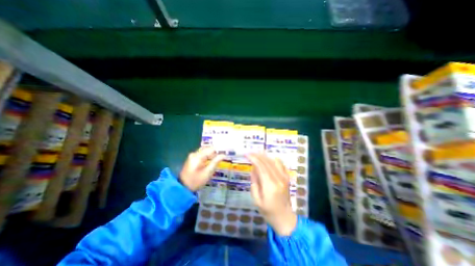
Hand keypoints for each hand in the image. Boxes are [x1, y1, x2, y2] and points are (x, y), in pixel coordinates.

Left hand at [179, 147, 224, 190]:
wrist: (183, 188)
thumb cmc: (196, 181)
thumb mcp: (208, 172)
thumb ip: (215, 162)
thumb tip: (223, 155)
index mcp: (198, 156)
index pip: (211, 149)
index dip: (219, 150)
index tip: (226, 152)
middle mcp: (194, 153)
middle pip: (207, 148)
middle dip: (216, 151)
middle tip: (223, 155)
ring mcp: (192, 156)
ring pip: (205, 151)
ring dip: (212, 154)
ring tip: (219, 158)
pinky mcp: (192, 159)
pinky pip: (202, 154)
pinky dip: (208, 156)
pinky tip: (212, 160)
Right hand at [245, 153, 294, 234]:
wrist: (284, 218)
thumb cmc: (268, 211)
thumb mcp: (256, 199)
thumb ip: (254, 181)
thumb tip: (253, 168)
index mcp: (270, 186)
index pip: (261, 167)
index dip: (253, 158)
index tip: (246, 154)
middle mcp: (279, 179)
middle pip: (267, 162)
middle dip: (257, 155)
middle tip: (249, 153)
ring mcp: (284, 177)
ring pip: (274, 161)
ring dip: (264, 156)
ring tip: (256, 154)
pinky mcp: (287, 177)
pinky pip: (280, 164)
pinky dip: (273, 159)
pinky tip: (267, 158)